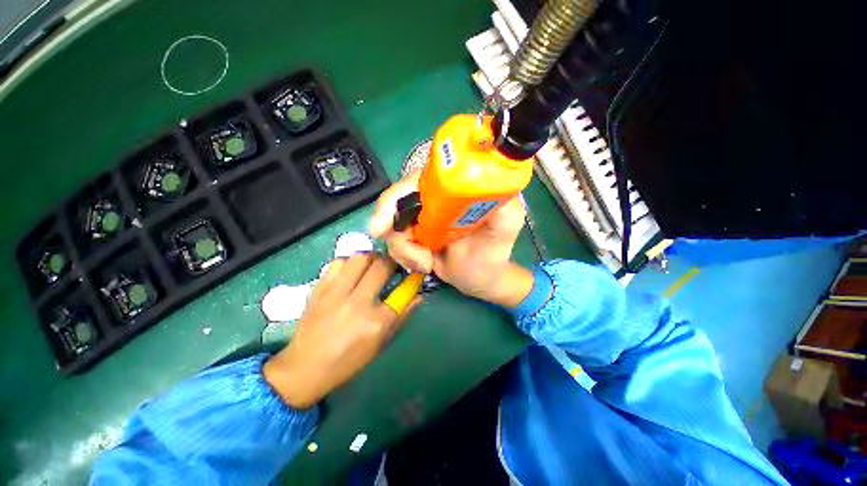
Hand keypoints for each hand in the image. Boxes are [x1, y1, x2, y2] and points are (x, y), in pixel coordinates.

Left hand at [263, 253, 420, 408]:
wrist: (304, 368)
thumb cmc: (348, 360)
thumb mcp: (380, 343)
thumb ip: (401, 317)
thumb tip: (418, 295)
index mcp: (376, 321)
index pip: (403, 289)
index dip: (412, 276)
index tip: (413, 271)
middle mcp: (357, 302)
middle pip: (381, 265)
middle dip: (392, 261)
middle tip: (392, 266)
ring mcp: (335, 294)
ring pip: (359, 258)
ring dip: (371, 257)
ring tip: (373, 264)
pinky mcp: (319, 289)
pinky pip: (337, 263)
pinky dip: (349, 262)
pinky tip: (351, 270)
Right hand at [369, 171, 533, 306]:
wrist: (479, 279)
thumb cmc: (492, 255)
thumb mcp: (506, 229)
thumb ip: (504, 208)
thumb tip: (491, 186)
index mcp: (452, 188)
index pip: (416, 179)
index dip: (395, 198)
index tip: (384, 224)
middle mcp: (433, 197)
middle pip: (394, 200)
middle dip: (392, 228)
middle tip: (411, 252)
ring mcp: (420, 216)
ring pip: (391, 225)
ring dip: (405, 250)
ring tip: (427, 263)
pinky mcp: (413, 234)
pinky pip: (394, 241)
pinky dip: (405, 256)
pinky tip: (424, 264)